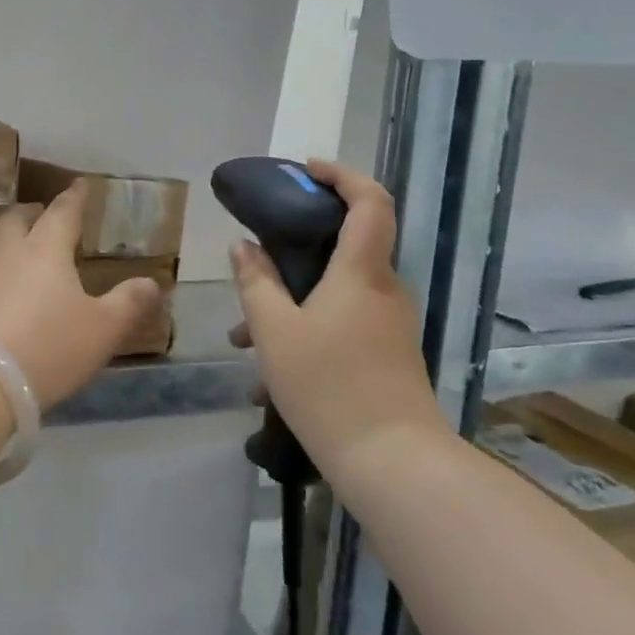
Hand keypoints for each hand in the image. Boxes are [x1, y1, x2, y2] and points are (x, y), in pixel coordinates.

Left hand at [0, 189, 162, 411]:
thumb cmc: (46, 346)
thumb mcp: (101, 330)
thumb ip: (127, 304)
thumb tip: (150, 283)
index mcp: (44, 248)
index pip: (62, 212)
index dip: (75, 198)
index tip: (80, 184)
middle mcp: (6, 252)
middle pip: (16, 220)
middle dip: (32, 214)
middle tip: (42, 216)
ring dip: (8, 241)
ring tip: (20, 252)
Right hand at [228, 160, 445, 466]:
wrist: (392, 463)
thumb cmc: (328, 385)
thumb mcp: (274, 331)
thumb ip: (255, 282)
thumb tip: (244, 246)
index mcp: (361, 272)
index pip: (370, 201)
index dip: (342, 175)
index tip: (306, 170)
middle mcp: (384, 290)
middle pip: (345, 247)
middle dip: (294, 251)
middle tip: (254, 262)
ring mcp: (390, 325)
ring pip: (335, 294)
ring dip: (291, 303)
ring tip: (242, 339)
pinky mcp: (389, 356)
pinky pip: (343, 325)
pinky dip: (306, 331)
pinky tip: (268, 377)